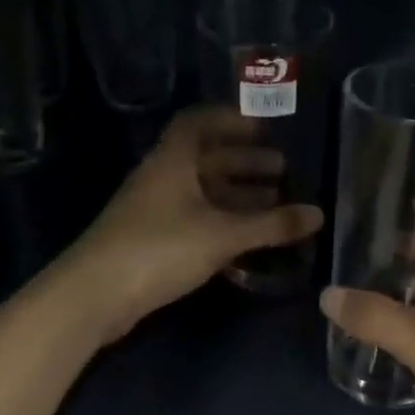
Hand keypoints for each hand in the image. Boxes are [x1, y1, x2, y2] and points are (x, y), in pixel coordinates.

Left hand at [61, 107, 323, 345]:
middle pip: (205, 160)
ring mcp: (153, 211)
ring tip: (274, 204)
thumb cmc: (160, 248)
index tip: (263, 127)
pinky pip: (194, 220)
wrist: (96, 294)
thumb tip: (318, 214)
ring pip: (201, 194)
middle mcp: (161, 178)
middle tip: (282, 170)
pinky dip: (221, 222)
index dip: (230, 120)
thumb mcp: (222, 234)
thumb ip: (270, 225)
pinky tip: (246, 238)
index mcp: (172, 161)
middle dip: (244, 162)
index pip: (198, 123)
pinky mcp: (151, 241)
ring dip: (236, 195)